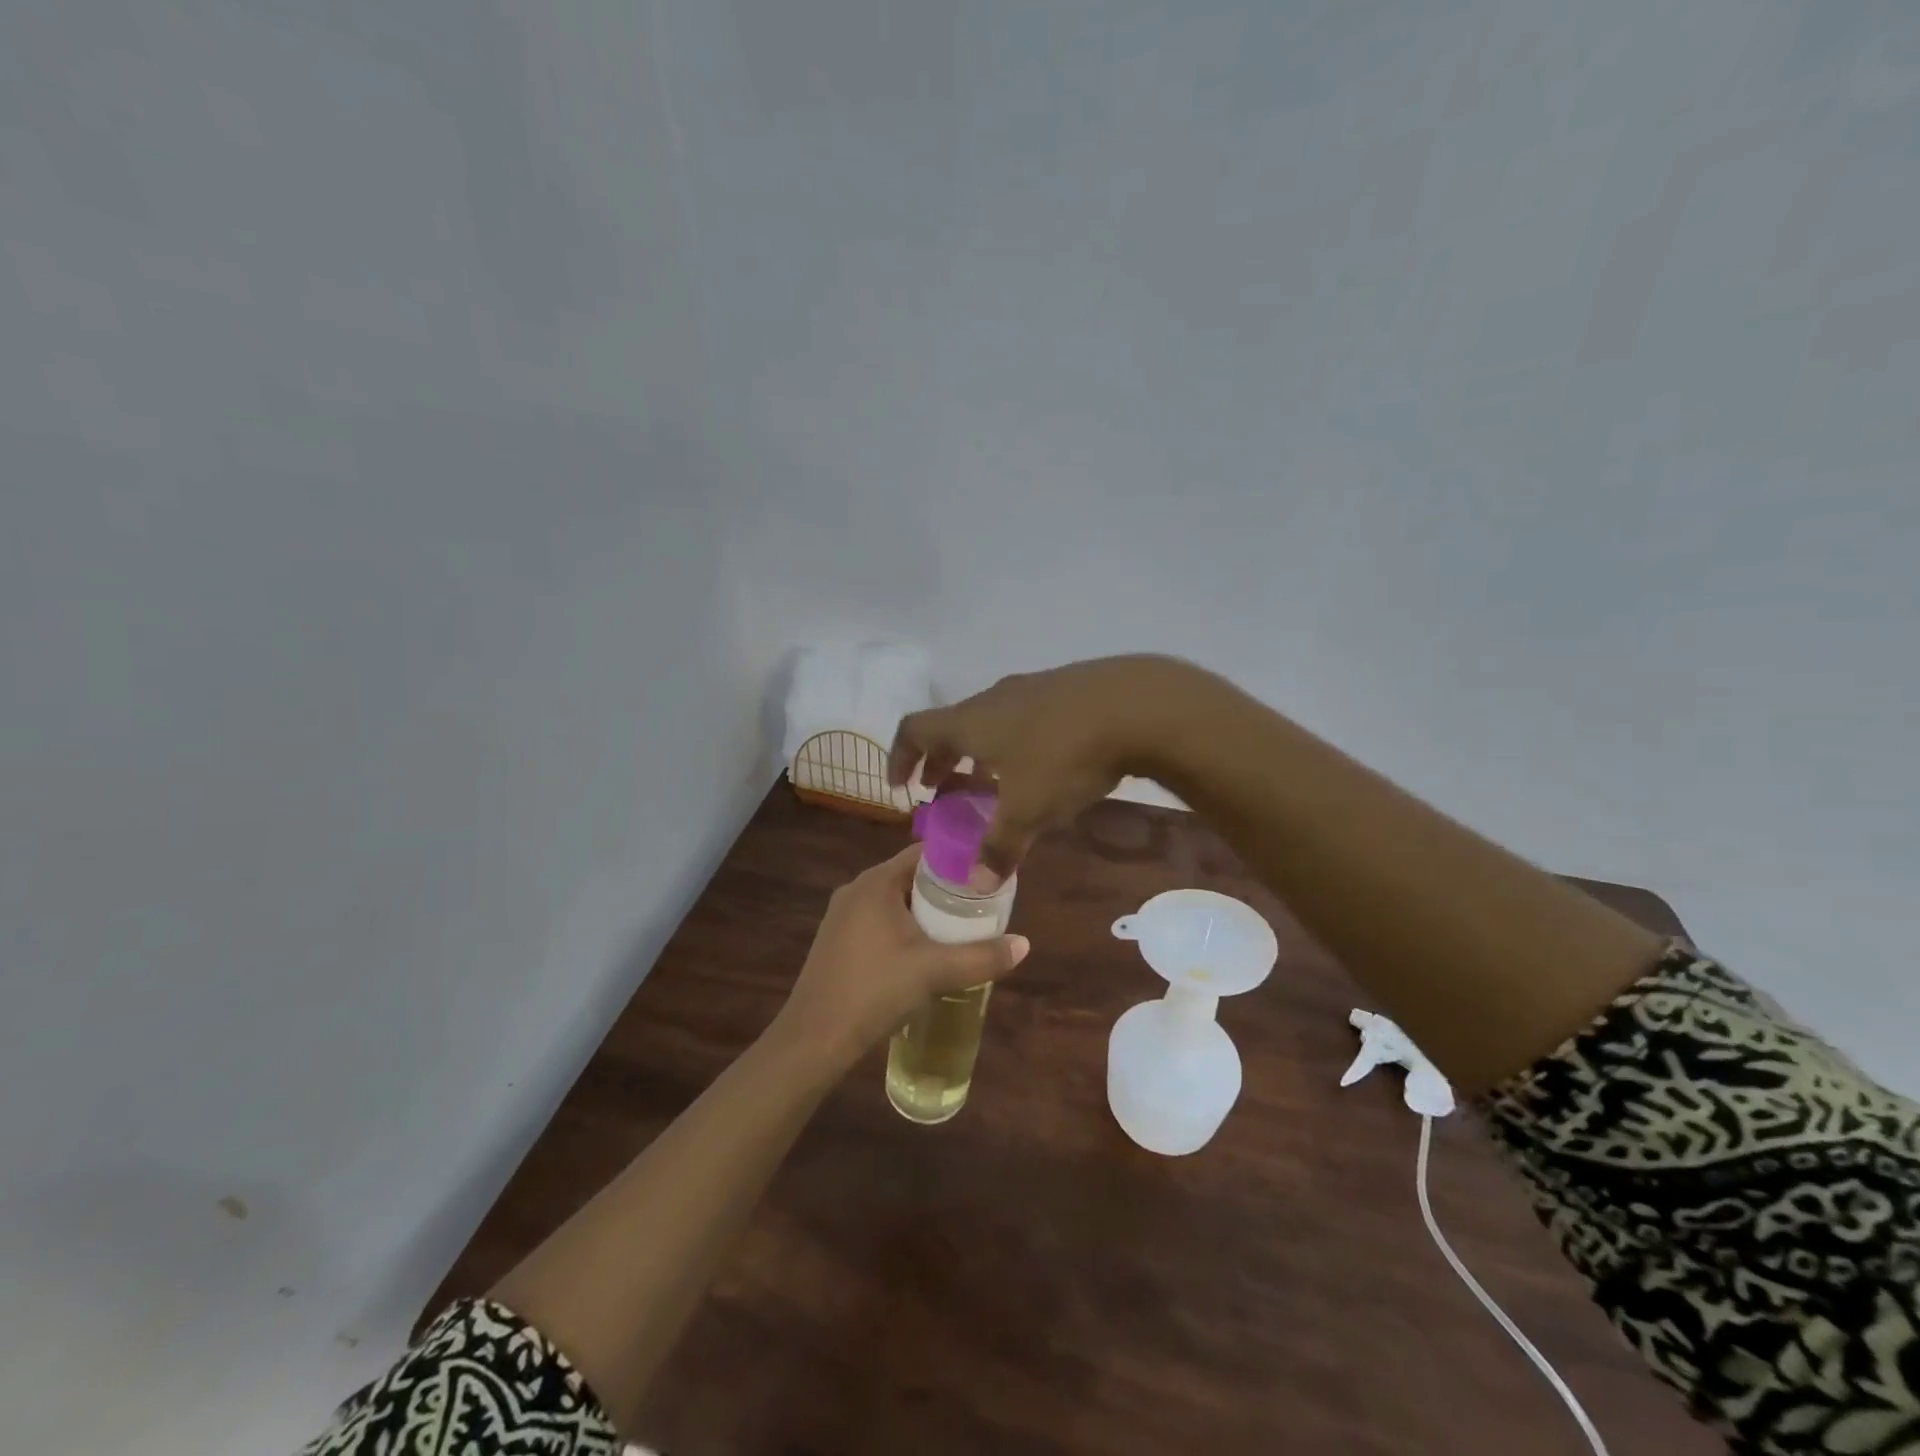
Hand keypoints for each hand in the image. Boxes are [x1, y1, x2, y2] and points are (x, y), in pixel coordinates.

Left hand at [775, 845, 1029, 1067]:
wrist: (814, 1039)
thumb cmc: (875, 991)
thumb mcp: (935, 972)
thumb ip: (982, 957)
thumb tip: (1024, 944)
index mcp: (876, 882)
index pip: (925, 853)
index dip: (959, 860)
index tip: (988, 874)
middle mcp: (856, 889)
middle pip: (911, 878)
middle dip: (946, 891)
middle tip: (981, 906)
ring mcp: (842, 916)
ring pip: (895, 902)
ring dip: (925, 912)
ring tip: (960, 930)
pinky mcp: (837, 941)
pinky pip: (879, 921)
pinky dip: (904, 929)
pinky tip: (923, 953)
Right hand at [888, 655, 1216, 878]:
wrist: (1136, 703)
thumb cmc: (1065, 755)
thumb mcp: (1029, 810)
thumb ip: (999, 847)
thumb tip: (975, 885)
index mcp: (971, 722)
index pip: (915, 729)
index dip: (900, 757)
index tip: (902, 786)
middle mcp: (993, 699)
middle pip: (952, 726)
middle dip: (940, 760)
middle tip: (939, 790)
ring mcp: (1031, 689)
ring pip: (989, 721)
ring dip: (978, 752)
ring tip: (987, 783)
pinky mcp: (1065, 688)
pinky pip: (1022, 717)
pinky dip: (1012, 742)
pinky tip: (1039, 766)